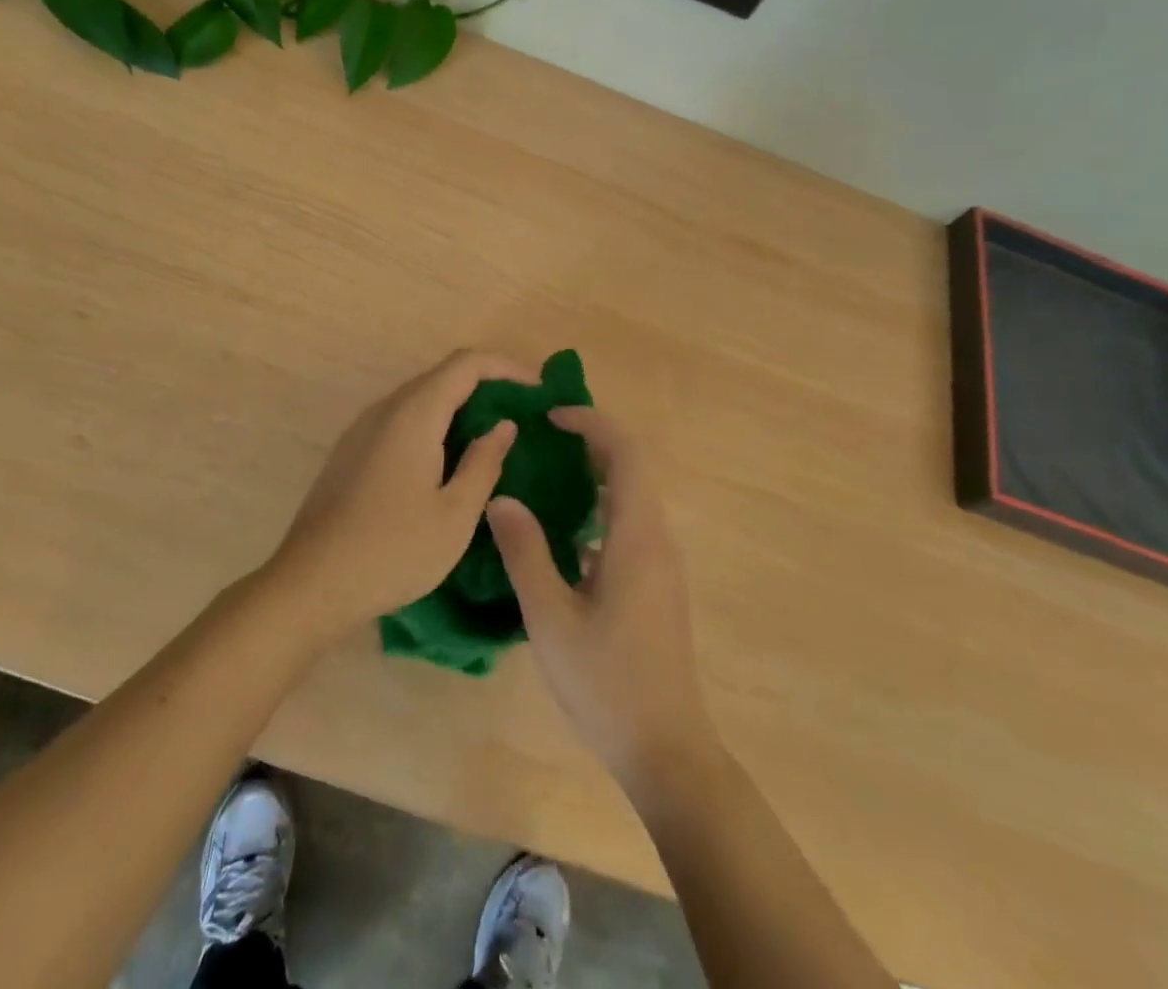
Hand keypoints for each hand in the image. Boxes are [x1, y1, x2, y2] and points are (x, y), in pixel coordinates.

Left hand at [268, 349, 532, 638]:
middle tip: (522, 413)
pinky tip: (448, 458)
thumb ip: (484, 463)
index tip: (539, 389)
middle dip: (486, 385)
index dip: (506, 367)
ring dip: (459, 406)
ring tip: (492, 434)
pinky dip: (434, 424)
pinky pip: (401, 419)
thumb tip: (502, 425)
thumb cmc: (392, 551)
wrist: (310, 584)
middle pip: (442, 376)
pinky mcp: (351, 451)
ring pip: (420, 398)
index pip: (466, 364)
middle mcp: (385, 409)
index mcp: (413, 415)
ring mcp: (362, 429)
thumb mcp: (454, 515)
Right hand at [487, 407, 717, 796]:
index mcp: (637, 537)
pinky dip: (601, 508)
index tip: (552, 416)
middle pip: (632, 468)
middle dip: (592, 442)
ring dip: (596, 474)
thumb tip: (502, 499)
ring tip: (547, 474)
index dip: (593, 423)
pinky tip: (564, 533)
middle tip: (543, 438)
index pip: (626, 454)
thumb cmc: (605, 683)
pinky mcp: (657, 585)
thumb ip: (525, 552)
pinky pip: (631, 525)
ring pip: (633, 497)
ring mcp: (661, 564)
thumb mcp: (550, 617)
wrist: (665, 750)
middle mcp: (657, 540)